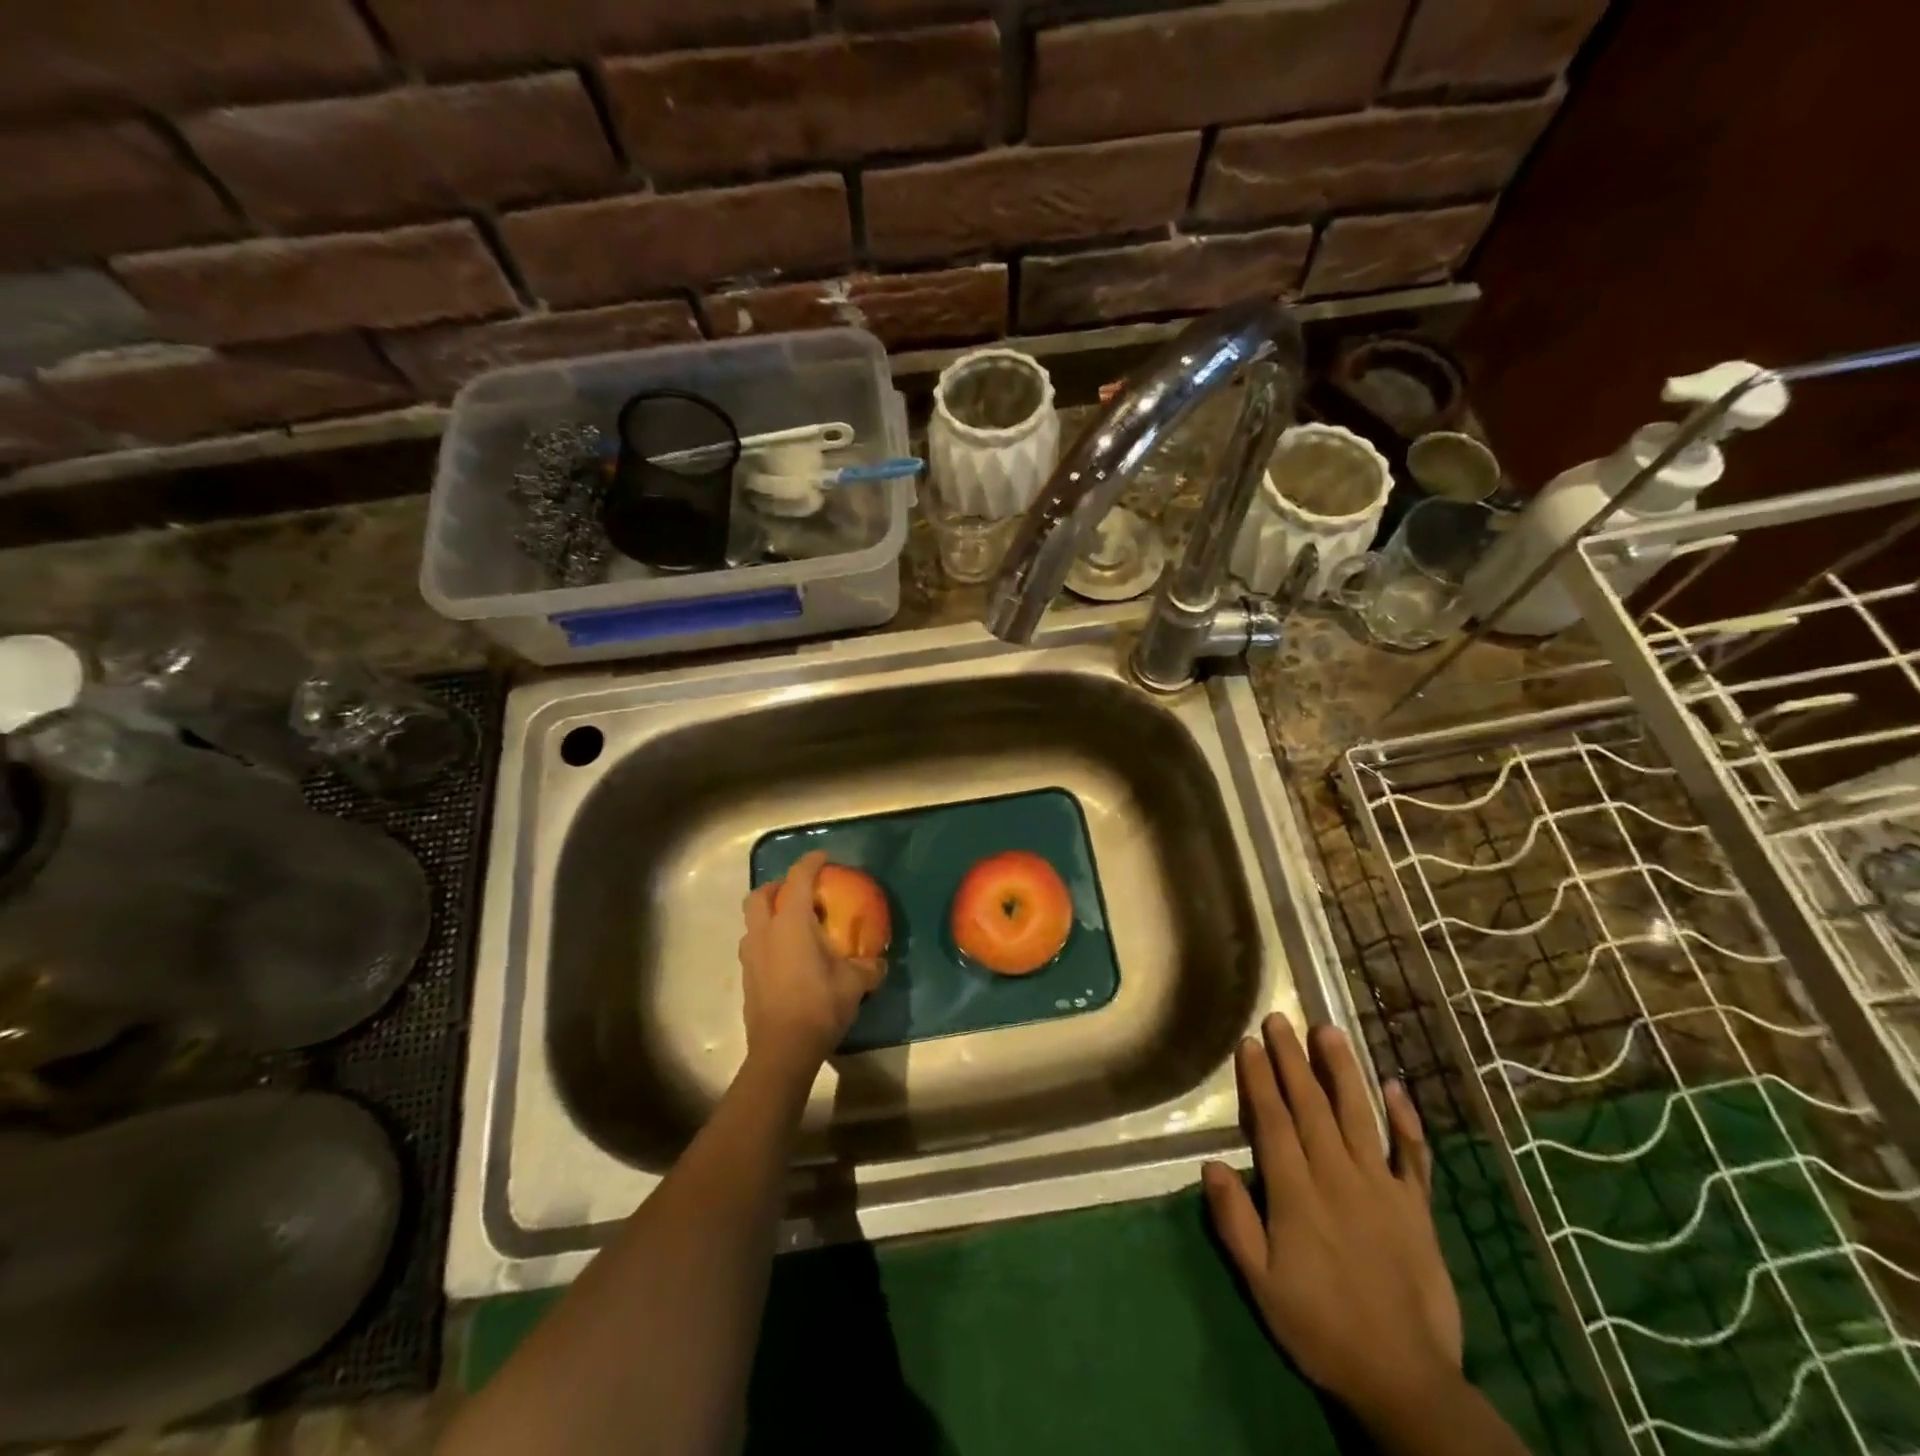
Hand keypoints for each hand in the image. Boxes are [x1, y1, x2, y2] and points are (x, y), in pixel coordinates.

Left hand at [738, 851, 885, 1085]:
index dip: (811, 863)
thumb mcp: (855, 983)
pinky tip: (788, 956)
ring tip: (792, 924)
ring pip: (752, 921)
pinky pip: (754, 945)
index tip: (823, 857)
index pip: (798, 879)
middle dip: (778, 886)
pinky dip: (768, 939)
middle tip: (800, 892)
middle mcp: (765, 932)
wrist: (782, 1050)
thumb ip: (868, 966)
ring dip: (768, 914)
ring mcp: (751, 955)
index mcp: (791, 923)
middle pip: (761, 895)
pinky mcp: (747, 977)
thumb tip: (878, 962)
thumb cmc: (819, 1005)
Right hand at [1202, 1016, 1462, 1423]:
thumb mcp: (1261, 1283)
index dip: (1260, 1079)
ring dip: (1342, 1070)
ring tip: (1329, 1031)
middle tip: (1280, 1018)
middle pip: (1312, 1106)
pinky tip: (1396, 1087)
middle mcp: (1338, 1177)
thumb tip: (1210, 1164)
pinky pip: (1413, 1155)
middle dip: (1293, 1059)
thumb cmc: (1321, 1327)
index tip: (1250, 1043)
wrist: (1405, 1379)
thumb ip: (1234, 1221)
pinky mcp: (1416, 1206)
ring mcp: (1382, 1188)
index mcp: (1297, 1194)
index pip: (1274, 1121)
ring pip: (1359, 1115)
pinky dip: (1406, 1120)